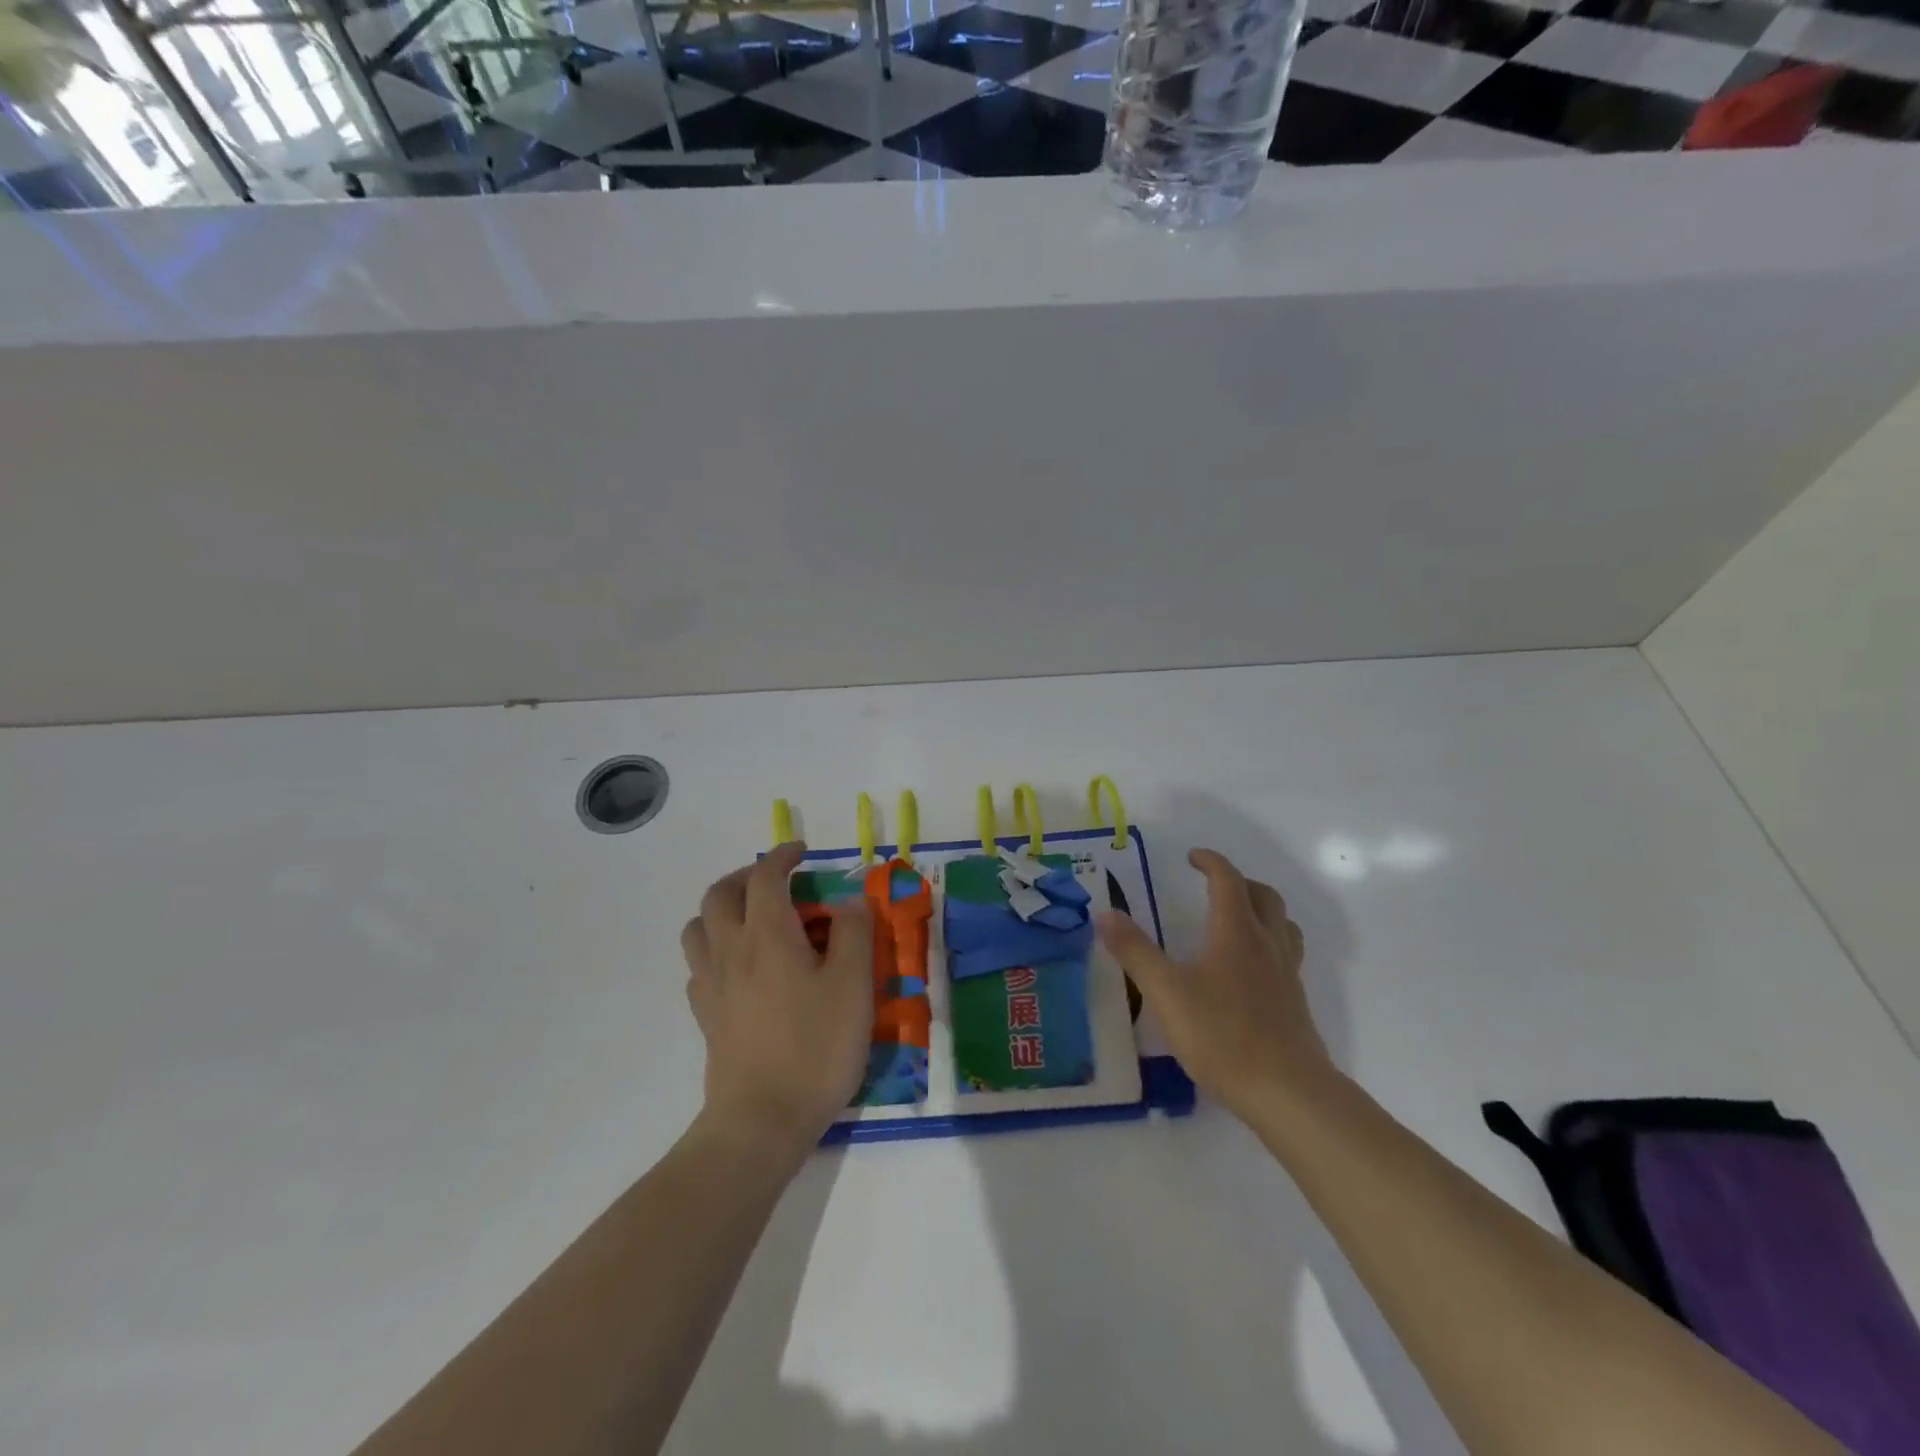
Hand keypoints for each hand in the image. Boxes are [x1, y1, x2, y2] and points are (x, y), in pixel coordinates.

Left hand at [681, 842, 872, 1159]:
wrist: (761, 1121)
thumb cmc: (815, 1047)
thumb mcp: (853, 986)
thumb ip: (854, 933)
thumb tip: (850, 900)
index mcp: (767, 934)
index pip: (765, 876)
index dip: (782, 856)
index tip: (802, 852)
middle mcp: (731, 950)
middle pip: (719, 894)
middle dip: (746, 876)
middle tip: (776, 881)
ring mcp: (711, 985)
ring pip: (698, 927)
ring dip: (722, 909)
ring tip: (752, 919)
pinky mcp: (706, 1017)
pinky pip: (699, 966)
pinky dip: (716, 949)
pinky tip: (740, 968)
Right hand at [1097, 848, 1336, 1122]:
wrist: (1287, 1093)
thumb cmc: (1222, 1035)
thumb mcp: (1166, 992)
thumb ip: (1135, 952)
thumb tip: (1106, 914)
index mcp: (1236, 932)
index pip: (1228, 880)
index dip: (1211, 862)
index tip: (1192, 857)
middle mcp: (1266, 945)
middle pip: (1264, 896)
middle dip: (1239, 882)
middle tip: (1213, 885)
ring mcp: (1286, 975)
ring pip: (1282, 925)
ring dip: (1261, 911)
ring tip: (1237, 921)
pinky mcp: (1295, 1005)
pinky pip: (1286, 957)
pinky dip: (1268, 946)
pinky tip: (1248, 973)